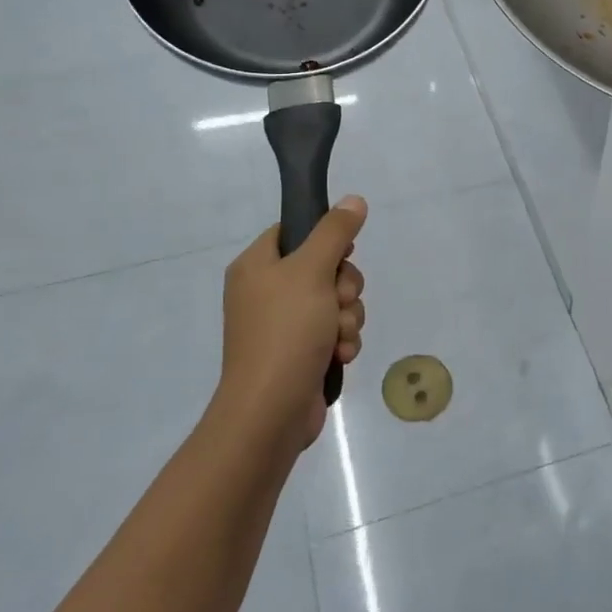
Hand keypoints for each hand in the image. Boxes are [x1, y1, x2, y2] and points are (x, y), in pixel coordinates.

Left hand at [219, 197, 367, 451]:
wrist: (270, 411)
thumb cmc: (285, 332)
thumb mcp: (312, 271)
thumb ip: (335, 232)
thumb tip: (354, 199)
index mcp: (256, 265)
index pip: (294, 231)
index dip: (325, 238)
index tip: (343, 252)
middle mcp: (266, 291)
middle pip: (323, 267)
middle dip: (344, 287)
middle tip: (340, 301)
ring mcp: (282, 325)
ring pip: (334, 301)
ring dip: (347, 317)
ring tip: (339, 337)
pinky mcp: (299, 353)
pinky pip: (332, 331)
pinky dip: (341, 341)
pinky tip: (339, 356)